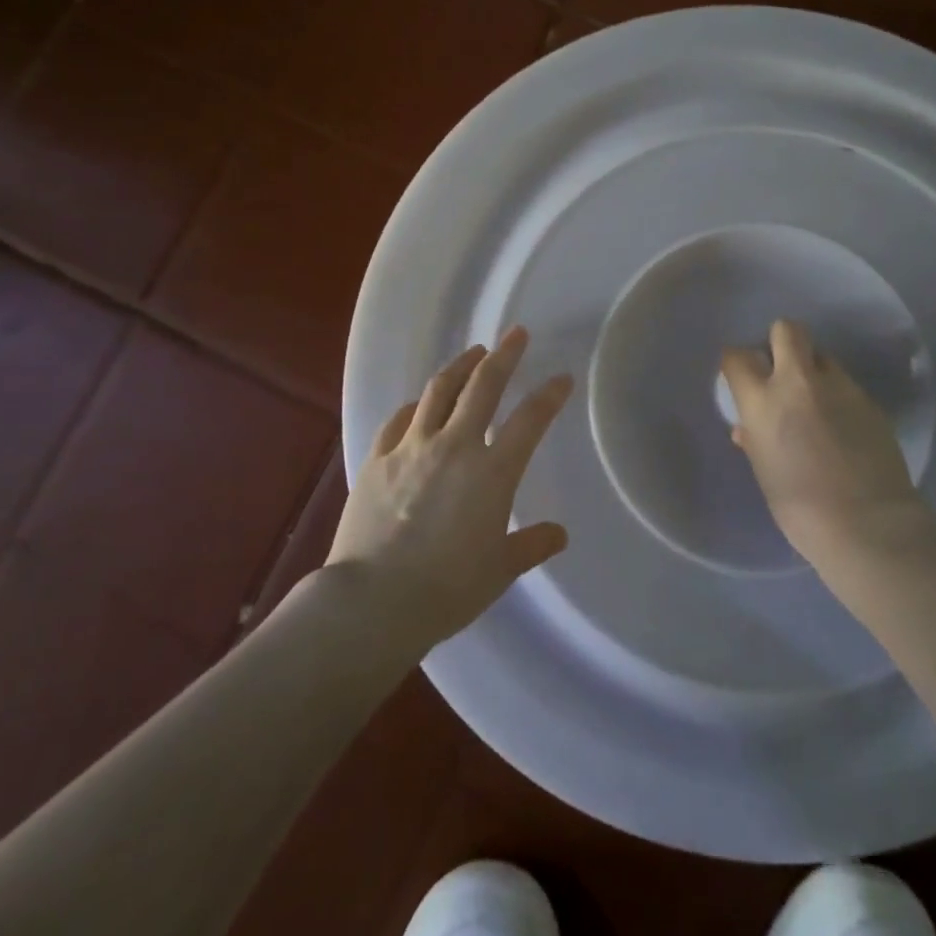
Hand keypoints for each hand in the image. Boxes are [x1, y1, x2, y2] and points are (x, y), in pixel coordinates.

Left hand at [328, 328, 571, 645]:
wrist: (374, 601)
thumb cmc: (447, 589)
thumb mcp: (499, 570)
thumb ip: (530, 545)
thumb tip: (558, 535)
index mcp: (492, 471)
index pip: (530, 420)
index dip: (549, 395)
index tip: (562, 378)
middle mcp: (455, 446)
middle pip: (483, 386)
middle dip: (504, 355)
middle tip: (515, 334)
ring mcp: (412, 447)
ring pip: (439, 391)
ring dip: (460, 366)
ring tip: (473, 353)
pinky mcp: (377, 459)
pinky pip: (398, 420)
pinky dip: (415, 406)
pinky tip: (418, 404)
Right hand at [721, 319, 928, 566]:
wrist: (868, 525)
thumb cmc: (801, 508)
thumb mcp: (765, 472)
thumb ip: (755, 440)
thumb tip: (749, 428)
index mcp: (763, 401)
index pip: (737, 357)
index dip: (737, 363)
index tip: (740, 375)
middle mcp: (800, 382)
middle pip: (787, 330)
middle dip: (780, 342)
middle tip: (781, 372)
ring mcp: (840, 388)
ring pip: (822, 357)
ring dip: (814, 371)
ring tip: (817, 404)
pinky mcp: (870, 401)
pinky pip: (846, 385)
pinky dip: (838, 397)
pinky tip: (843, 427)